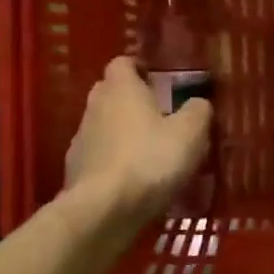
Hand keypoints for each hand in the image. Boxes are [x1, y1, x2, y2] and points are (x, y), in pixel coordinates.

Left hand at [62, 56, 212, 226]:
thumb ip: (198, 111)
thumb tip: (198, 103)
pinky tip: (132, 181)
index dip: (140, 69)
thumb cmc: (149, 160)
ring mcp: (81, 139)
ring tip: (148, 154)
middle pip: (110, 93)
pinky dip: (113, 162)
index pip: (123, 63)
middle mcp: (95, 106)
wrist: (102, 210)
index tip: (159, 82)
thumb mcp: (190, 134)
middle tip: (159, 117)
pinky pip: (98, 157)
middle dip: (131, 101)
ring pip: (103, 126)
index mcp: (121, 88)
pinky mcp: (75, 170)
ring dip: (122, 133)